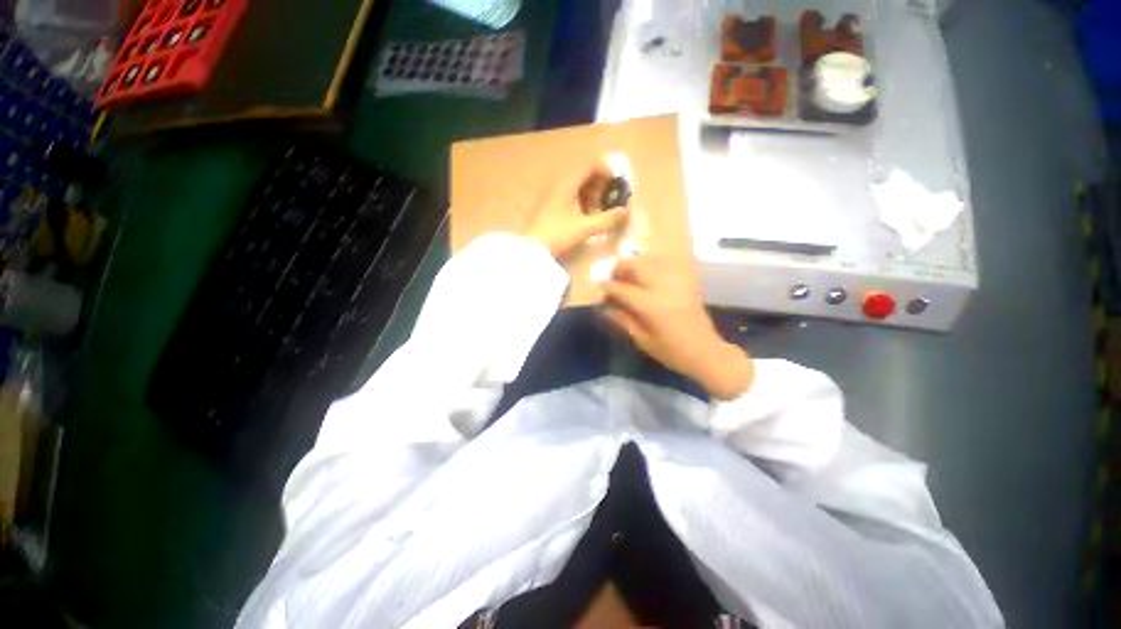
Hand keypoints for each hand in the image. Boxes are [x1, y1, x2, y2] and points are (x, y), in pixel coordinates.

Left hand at [523, 166, 629, 258]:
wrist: (531, 249)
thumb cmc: (558, 235)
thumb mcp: (585, 228)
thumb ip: (608, 219)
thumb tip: (625, 210)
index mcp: (568, 183)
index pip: (591, 165)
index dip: (607, 169)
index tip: (619, 182)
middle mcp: (559, 184)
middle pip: (584, 174)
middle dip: (601, 183)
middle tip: (612, 198)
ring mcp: (552, 194)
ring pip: (577, 186)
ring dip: (592, 193)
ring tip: (601, 209)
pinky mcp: (548, 205)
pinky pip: (569, 195)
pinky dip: (581, 201)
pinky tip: (587, 215)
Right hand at [602, 257, 753, 399]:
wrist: (707, 352)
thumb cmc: (672, 352)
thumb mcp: (643, 340)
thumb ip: (623, 321)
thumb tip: (604, 308)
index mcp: (650, 306)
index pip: (622, 289)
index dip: (607, 288)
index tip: (598, 289)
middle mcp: (663, 288)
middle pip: (637, 265)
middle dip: (621, 267)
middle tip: (612, 277)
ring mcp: (676, 283)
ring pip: (652, 261)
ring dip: (636, 264)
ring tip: (628, 275)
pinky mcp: (686, 283)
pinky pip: (668, 266)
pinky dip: (653, 266)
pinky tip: (648, 276)